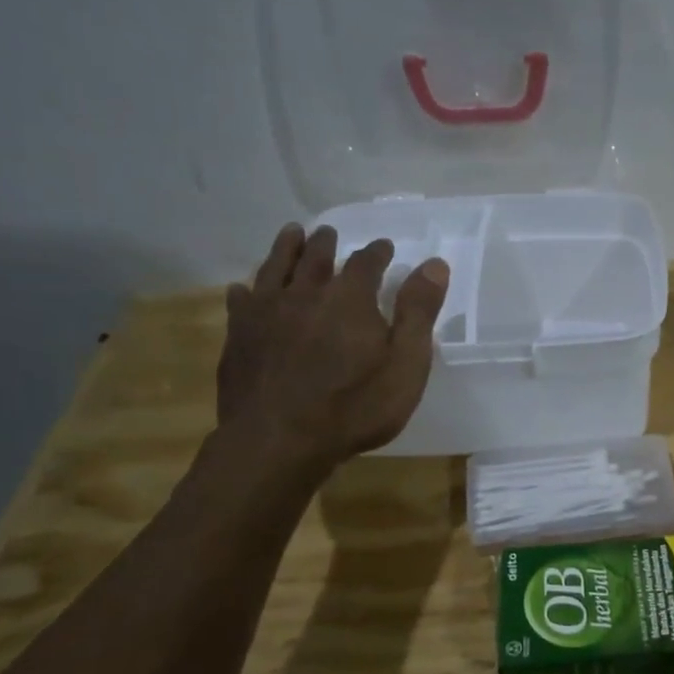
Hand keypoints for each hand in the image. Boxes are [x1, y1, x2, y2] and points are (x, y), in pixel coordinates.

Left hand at [217, 223, 448, 468]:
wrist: (280, 440)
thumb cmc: (355, 407)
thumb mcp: (405, 365)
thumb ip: (418, 313)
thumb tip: (434, 264)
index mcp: (349, 298)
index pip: (366, 263)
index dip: (377, 253)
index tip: (384, 247)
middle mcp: (305, 294)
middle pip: (315, 257)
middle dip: (325, 243)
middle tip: (328, 233)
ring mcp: (266, 313)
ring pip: (275, 268)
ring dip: (285, 248)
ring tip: (291, 234)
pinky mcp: (239, 336)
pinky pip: (241, 302)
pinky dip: (246, 290)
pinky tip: (244, 289)